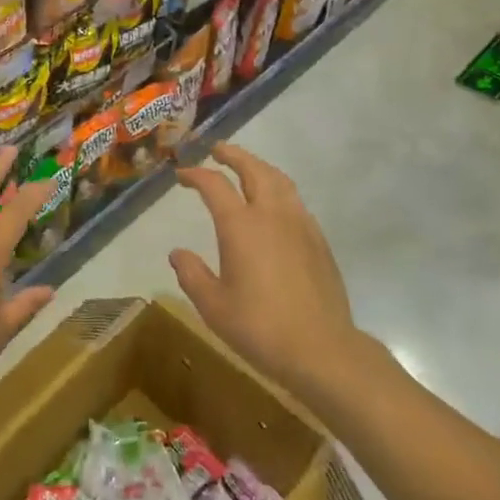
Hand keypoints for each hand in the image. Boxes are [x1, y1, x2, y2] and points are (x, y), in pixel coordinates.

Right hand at [169, 143, 363, 398]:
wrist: (322, 349)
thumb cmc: (260, 328)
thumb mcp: (213, 307)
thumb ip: (192, 274)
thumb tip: (177, 253)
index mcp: (241, 226)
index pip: (214, 185)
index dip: (196, 174)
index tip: (182, 175)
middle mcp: (271, 214)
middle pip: (253, 169)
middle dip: (233, 155)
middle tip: (217, 150)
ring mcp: (300, 224)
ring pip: (279, 180)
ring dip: (259, 167)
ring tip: (246, 168)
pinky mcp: (318, 240)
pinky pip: (295, 200)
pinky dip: (278, 189)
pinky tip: (274, 205)